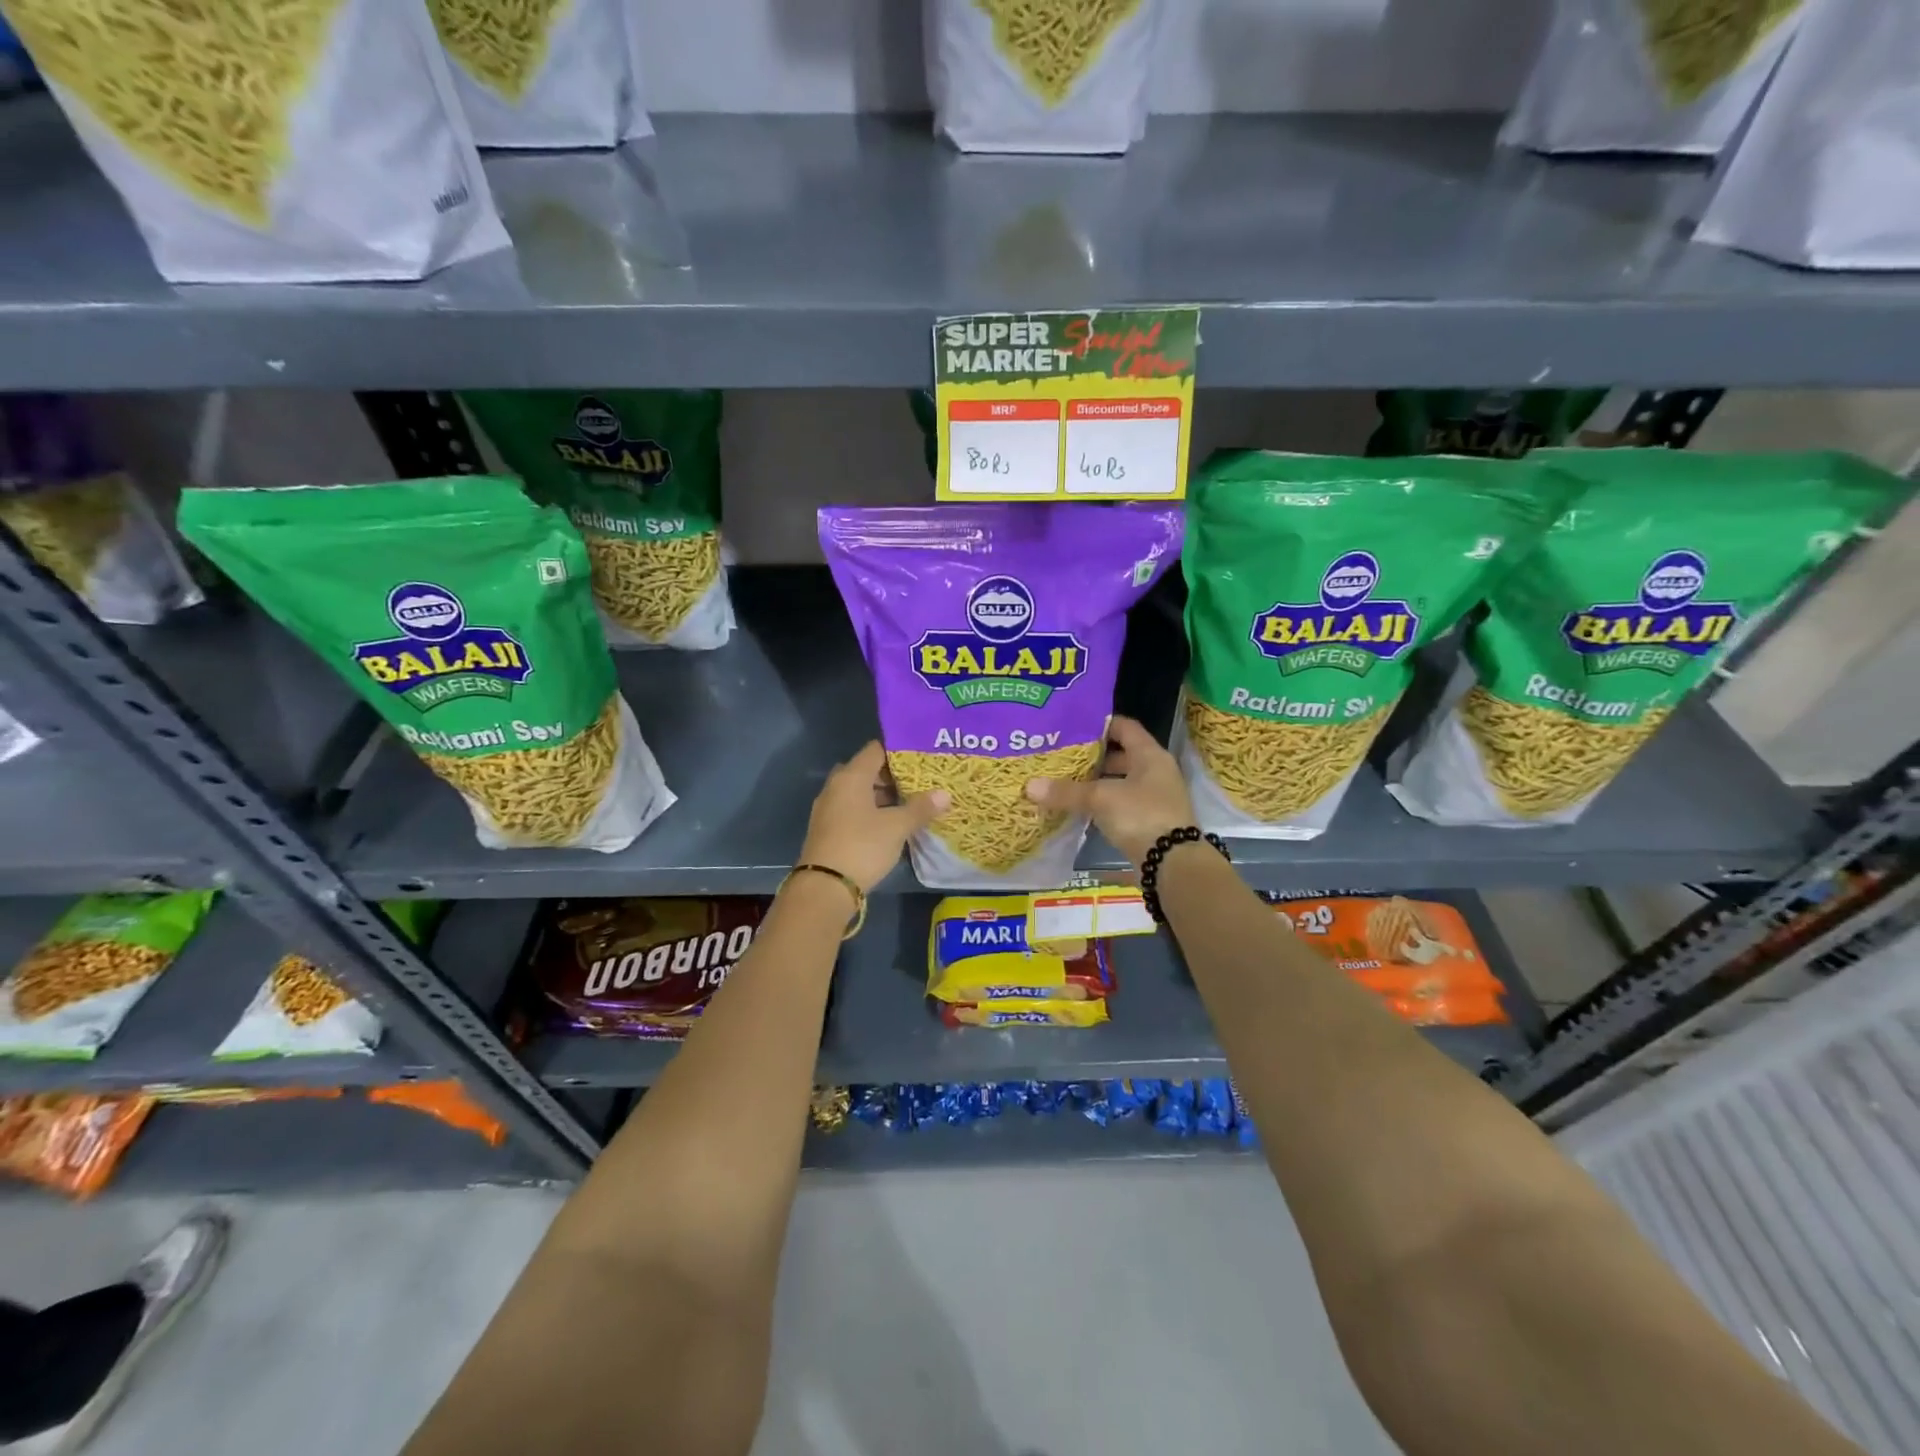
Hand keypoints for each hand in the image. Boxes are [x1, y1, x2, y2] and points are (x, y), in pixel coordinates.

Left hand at [798, 741, 949, 892]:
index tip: (920, 757)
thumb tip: (945, 794)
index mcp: (851, 777)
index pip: (875, 750)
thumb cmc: (862, 846)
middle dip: (890, 775)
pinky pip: (851, 809)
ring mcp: (828, 808)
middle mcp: (836, 787)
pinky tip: (889, 823)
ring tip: (908, 803)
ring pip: (858, 792)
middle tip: (917, 781)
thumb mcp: (897, 827)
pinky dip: (870, 811)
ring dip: (880, 795)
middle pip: (866, 770)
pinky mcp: (827, 829)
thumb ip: (920, 808)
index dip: (898, 751)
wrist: (825, 887)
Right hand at [1025, 714, 1193, 867]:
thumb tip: (1030, 786)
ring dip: (1096, 782)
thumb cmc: (1140, 816)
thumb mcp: (1100, 799)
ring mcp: (1154, 798)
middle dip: (1093, 756)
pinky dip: (1102, 803)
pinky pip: (1121, 804)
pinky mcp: (1149, 821)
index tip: (1072, 726)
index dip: (1100, 724)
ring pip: (1120, 781)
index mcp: (1150, 755)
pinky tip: (1079, 808)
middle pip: (1121, 755)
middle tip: (1062, 755)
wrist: (1172, 863)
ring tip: (1065, 781)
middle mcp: (1156, 772)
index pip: (1125, 727)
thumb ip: (1066, 791)